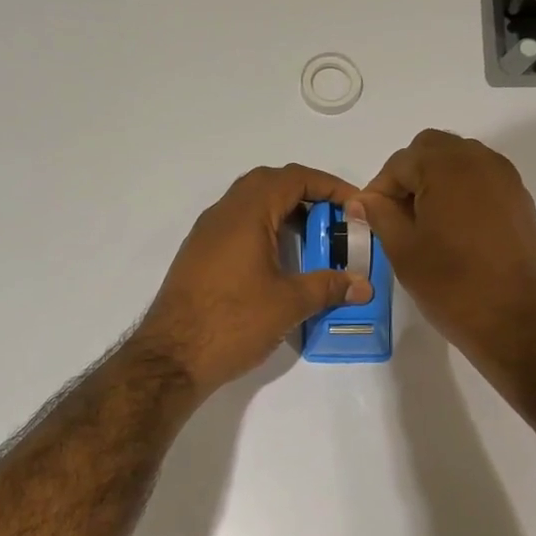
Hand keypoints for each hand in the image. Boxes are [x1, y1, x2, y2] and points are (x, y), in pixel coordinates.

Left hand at [135, 164, 372, 396]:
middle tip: (332, 219)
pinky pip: (236, 227)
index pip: (292, 179)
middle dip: (305, 194)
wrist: (172, 357)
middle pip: (268, 184)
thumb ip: (328, 287)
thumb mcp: (289, 304)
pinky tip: (278, 263)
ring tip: (311, 241)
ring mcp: (206, 235)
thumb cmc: (233, 322)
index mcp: (246, 214)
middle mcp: (222, 214)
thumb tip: (363, 286)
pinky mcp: (199, 257)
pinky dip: (263, 231)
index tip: (354, 205)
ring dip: (282, 213)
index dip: (329, 185)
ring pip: (249, 205)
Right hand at [359, 130, 535, 377]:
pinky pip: (482, 181)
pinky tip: (453, 232)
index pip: (400, 162)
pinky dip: (461, 194)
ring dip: (436, 182)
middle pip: (432, 150)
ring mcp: (506, 180)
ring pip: (459, 162)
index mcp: (447, 167)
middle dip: (409, 176)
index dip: (379, 189)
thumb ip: (379, 215)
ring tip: (424, 226)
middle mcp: (481, 161)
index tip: (370, 220)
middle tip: (397, 217)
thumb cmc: (453, 286)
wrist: (519, 322)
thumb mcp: (404, 251)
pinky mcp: (521, 201)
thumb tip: (362, 200)